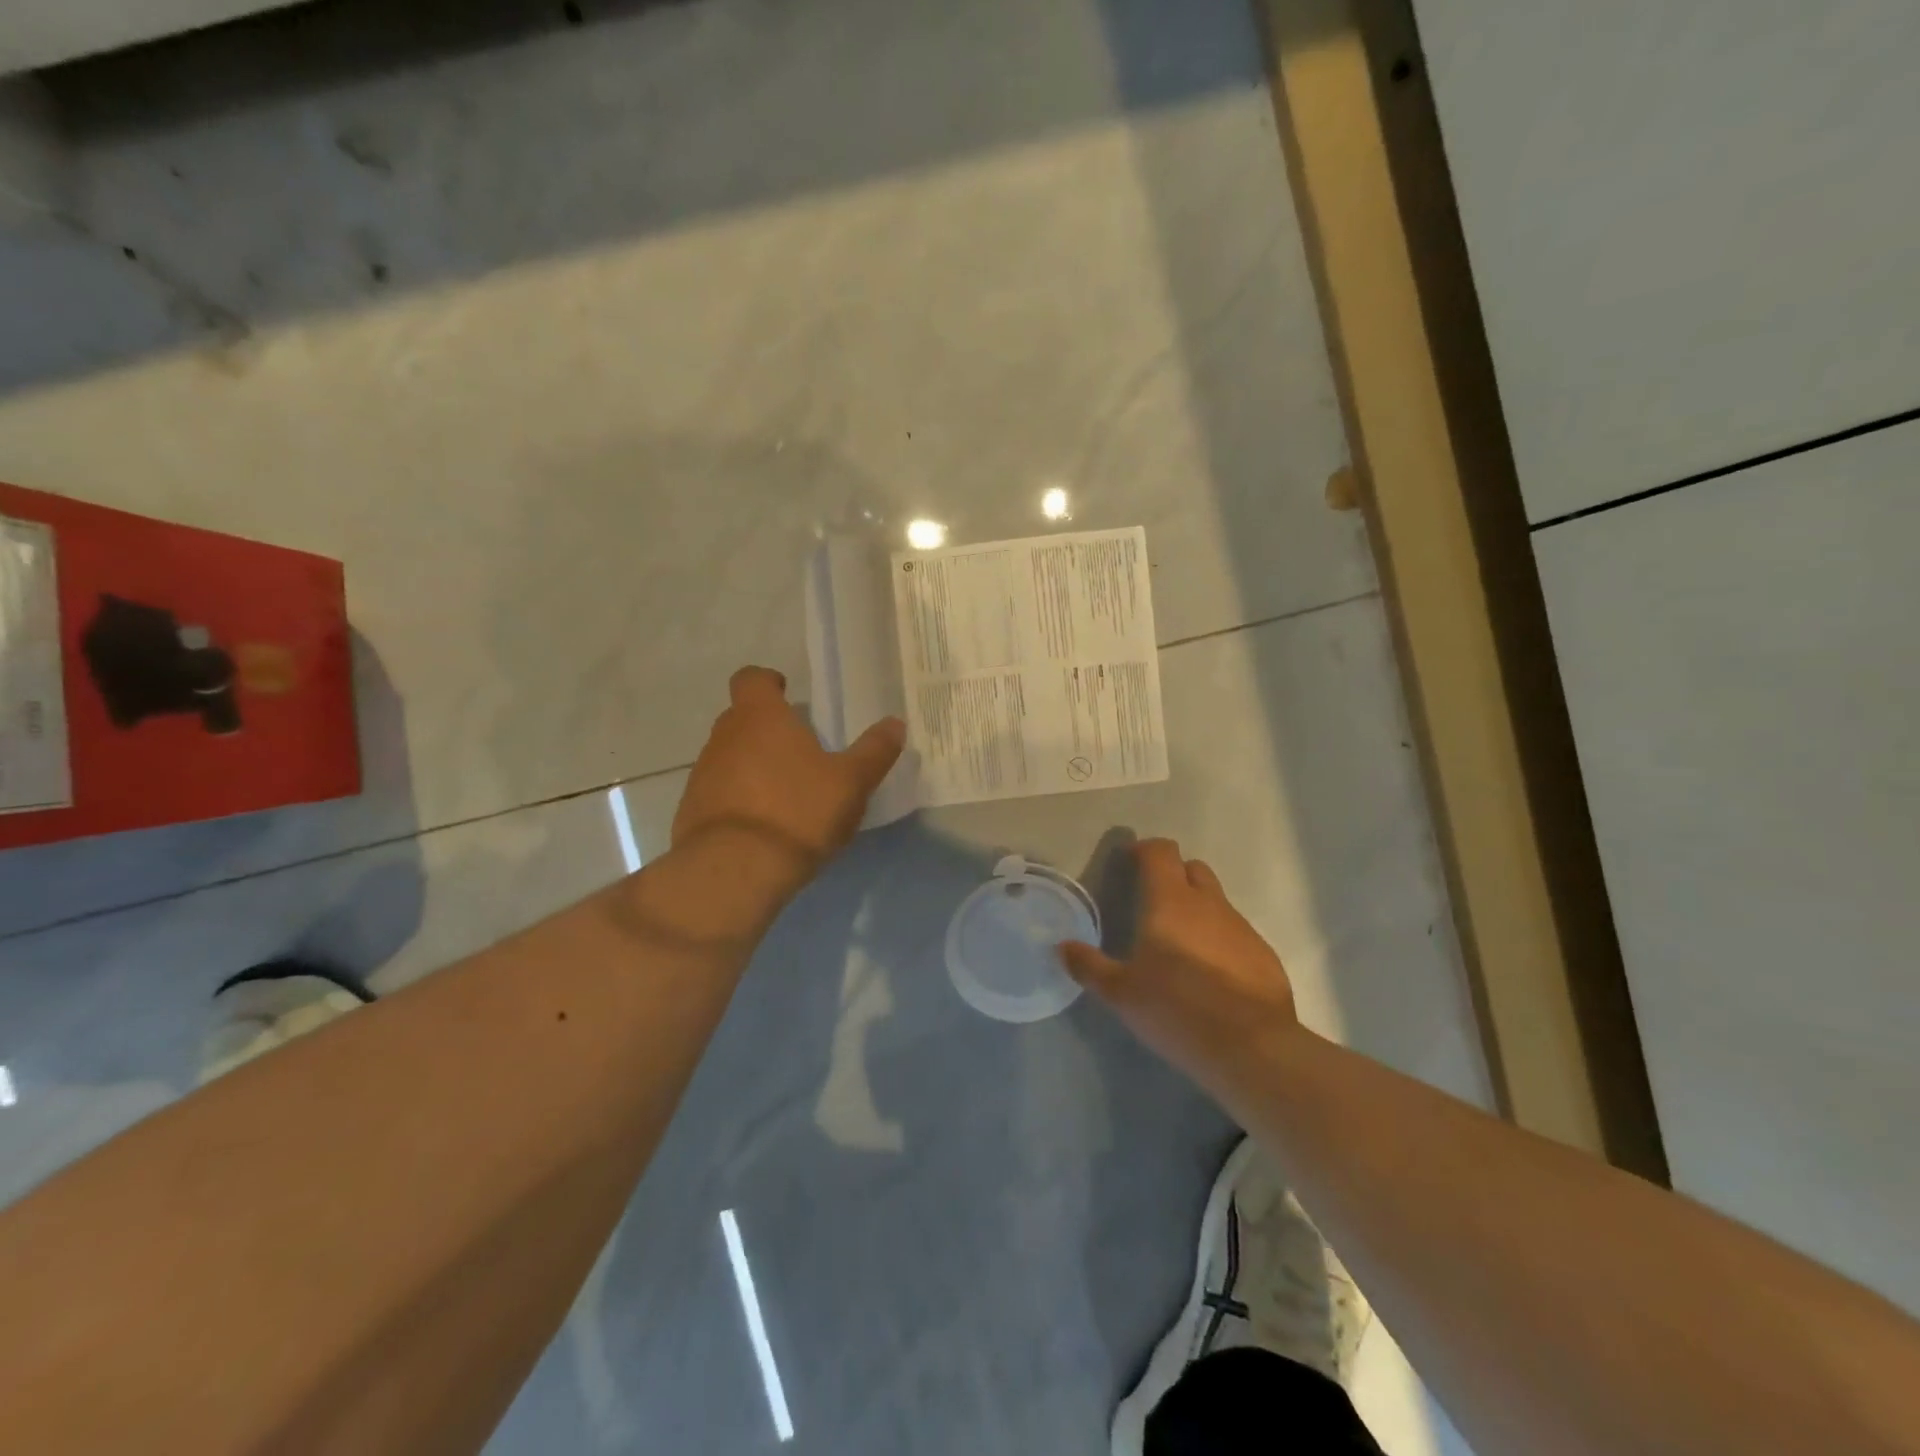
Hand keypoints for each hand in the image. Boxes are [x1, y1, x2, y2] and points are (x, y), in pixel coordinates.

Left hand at [672, 666, 905, 868]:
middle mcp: (724, 737)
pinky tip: (763, 826)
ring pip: (729, 756)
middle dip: (767, 728)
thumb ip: (874, 751)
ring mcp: (703, 774)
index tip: (787, 695)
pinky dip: (738, 800)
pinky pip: (719, 793)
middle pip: (741, 718)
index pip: (751, 678)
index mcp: (760, 717)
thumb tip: (895, 723)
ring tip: (785, 794)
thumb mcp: (850, 783)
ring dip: (752, 766)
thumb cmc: (798, 812)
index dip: (768, 682)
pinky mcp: (691, 811)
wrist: (735, 871)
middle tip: (800, 751)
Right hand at [1060, 838, 1298, 1098]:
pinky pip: (1236, 934)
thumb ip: (1089, 966)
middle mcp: (1209, 904)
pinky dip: (1220, 941)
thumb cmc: (1176, 1009)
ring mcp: (1241, 928)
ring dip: (1198, 910)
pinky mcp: (1264, 954)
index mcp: (1170, 901)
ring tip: (1180, 946)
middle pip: (1192, 868)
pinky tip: (1211, 975)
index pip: (1160, 852)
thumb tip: (1062, 947)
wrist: (1251, 1047)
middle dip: (1173, 875)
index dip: (1144, 850)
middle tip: (1154, 903)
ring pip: (1216, 902)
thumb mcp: (1121, 993)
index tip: (1130, 861)